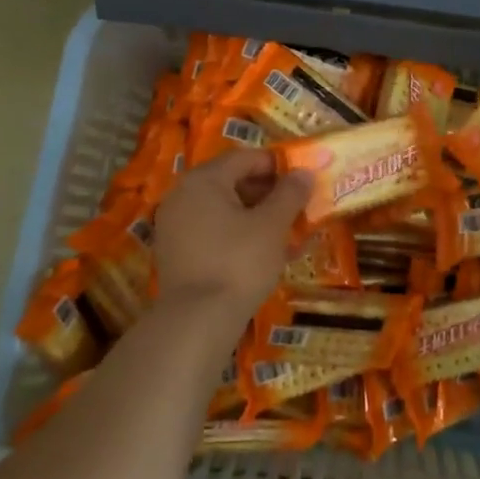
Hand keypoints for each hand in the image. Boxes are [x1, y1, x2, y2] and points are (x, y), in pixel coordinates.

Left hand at [152, 149, 312, 318]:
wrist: (197, 320)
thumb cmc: (239, 262)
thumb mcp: (272, 225)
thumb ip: (290, 193)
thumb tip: (304, 172)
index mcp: (204, 180)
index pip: (246, 158)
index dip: (278, 165)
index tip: (304, 179)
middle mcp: (183, 195)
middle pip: (233, 182)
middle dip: (269, 193)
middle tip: (299, 207)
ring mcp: (175, 225)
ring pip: (225, 210)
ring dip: (258, 216)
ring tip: (288, 233)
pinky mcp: (177, 253)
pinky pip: (214, 232)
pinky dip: (240, 235)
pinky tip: (266, 254)